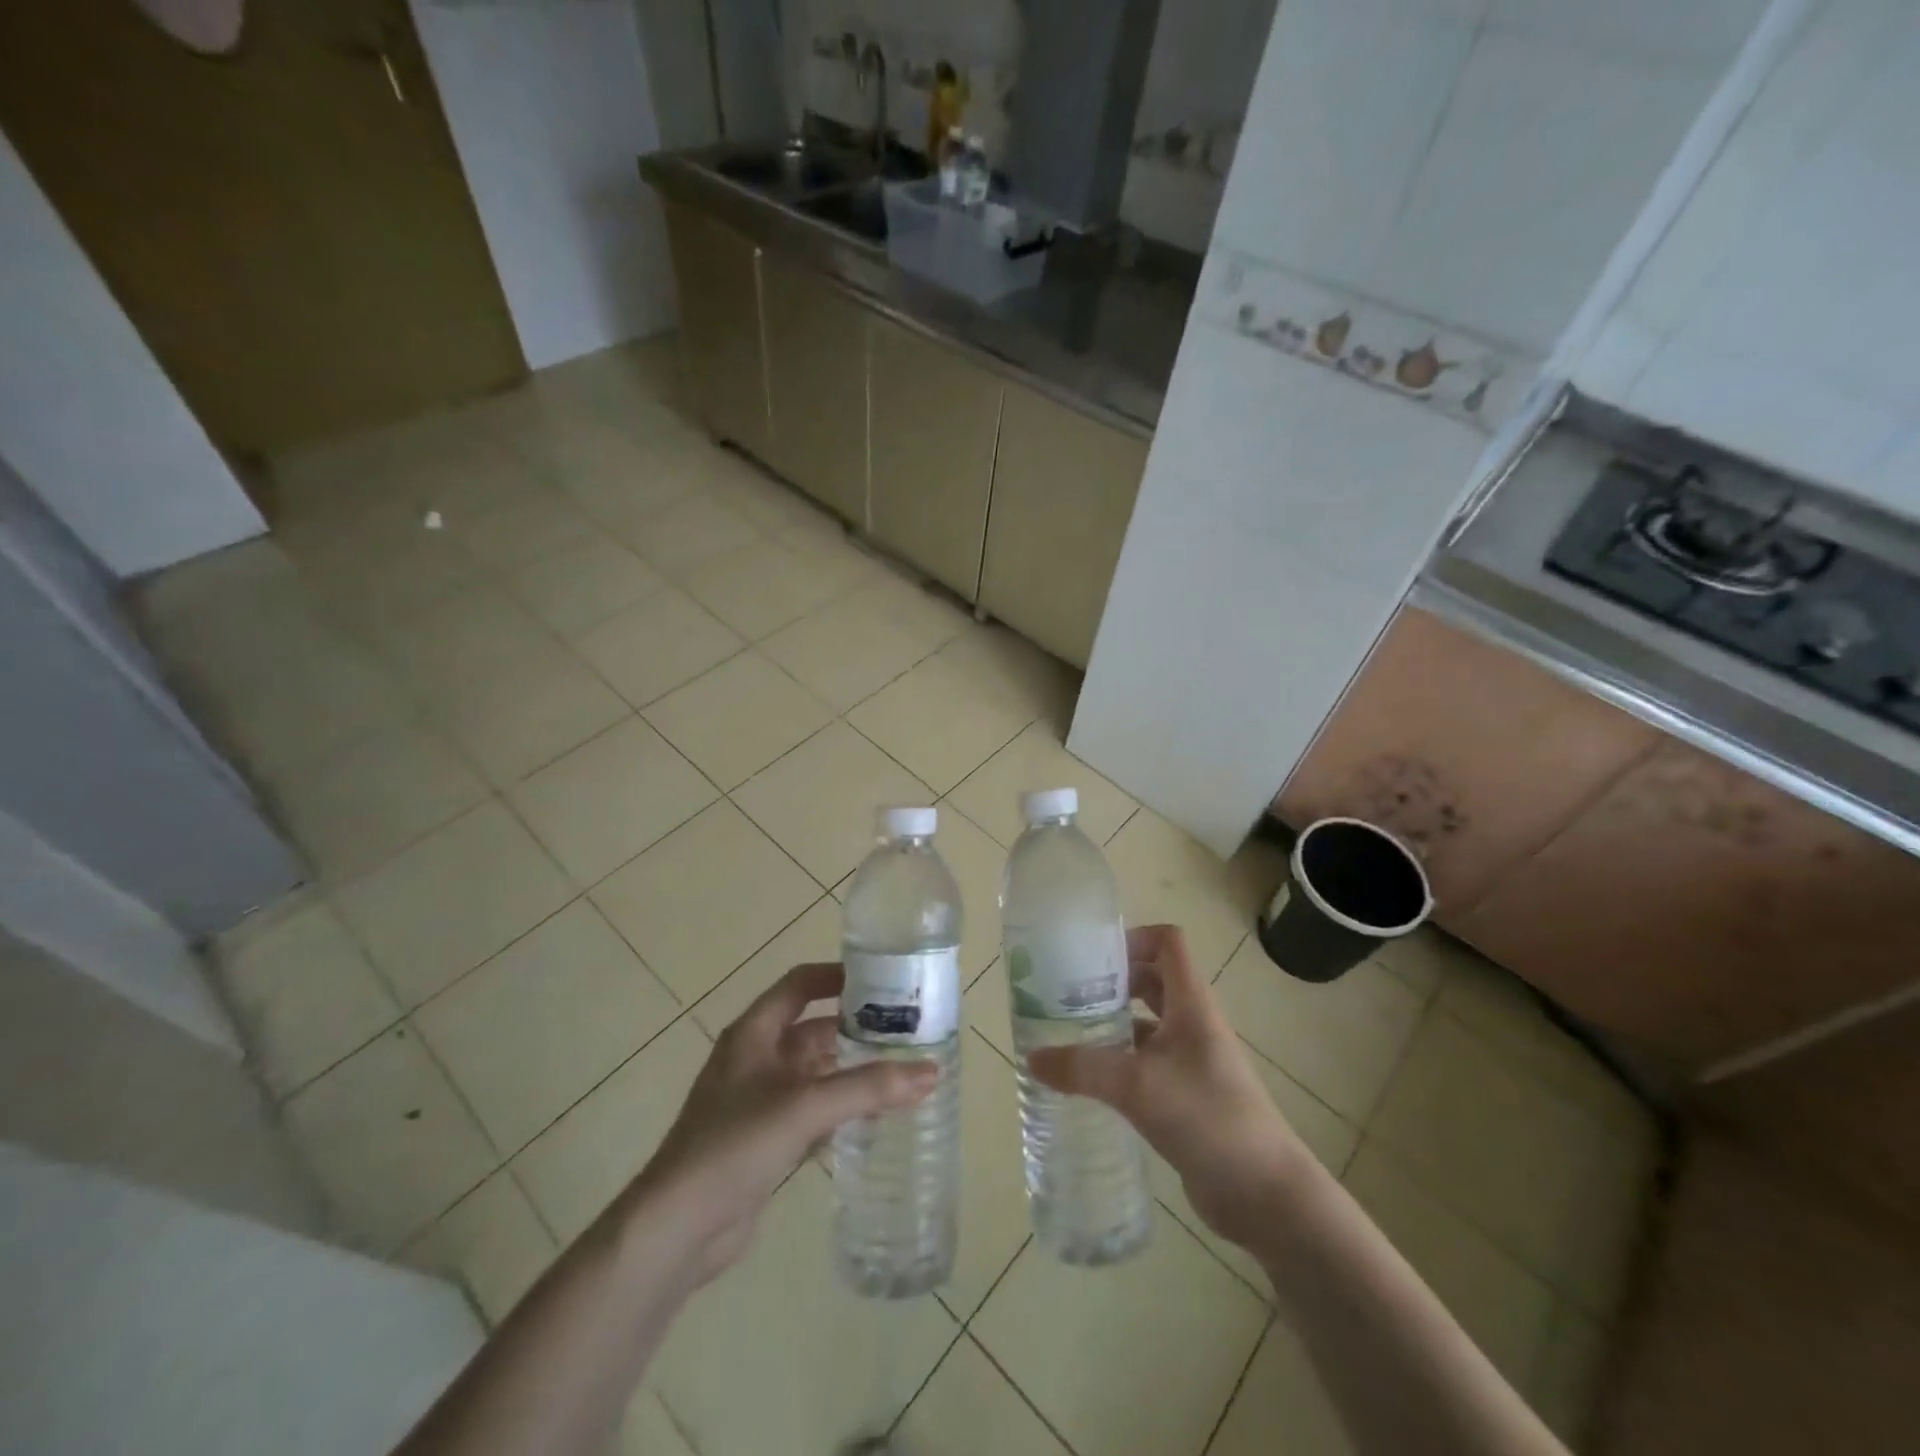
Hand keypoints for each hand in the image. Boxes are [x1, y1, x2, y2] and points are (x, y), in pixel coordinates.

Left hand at [633, 962, 936, 1282]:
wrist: (678, 1226)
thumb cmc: (736, 1144)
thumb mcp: (805, 1106)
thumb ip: (868, 1088)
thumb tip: (930, 1072)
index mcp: (755, 1033)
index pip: (801, 984)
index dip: (838, 976)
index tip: (883, 978)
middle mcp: (756, 1058)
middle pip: (813, 1028)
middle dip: (855, 1027)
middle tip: (905, 1030)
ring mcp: (758, 1099)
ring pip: (815, 1071)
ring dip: (851, 1070)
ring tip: (900, 1070)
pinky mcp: (764, 1138)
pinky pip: (811, 1109)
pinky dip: (840, 1107)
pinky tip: (874, 1118)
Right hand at [1027, 924, 1316, 1255]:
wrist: (1265, 1194)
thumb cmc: (1208, 1118)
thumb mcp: (1138, 1086)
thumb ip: (1082, 1068)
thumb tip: (1031, 1058)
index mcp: (1191, 1003)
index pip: (1167, 942)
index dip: (1132, 938)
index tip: (1092, 958)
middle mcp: (1192, 1022)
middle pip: (1151, 978)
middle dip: (1111, 981)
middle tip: (1067, 995)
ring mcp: (1191, 1059)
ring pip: (1147, 1022)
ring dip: (1112, 1022)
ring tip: (1068, 1035)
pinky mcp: (1186, 1094)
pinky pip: (1147, 1061)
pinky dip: (1119, 1061)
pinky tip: (1089, 1081)